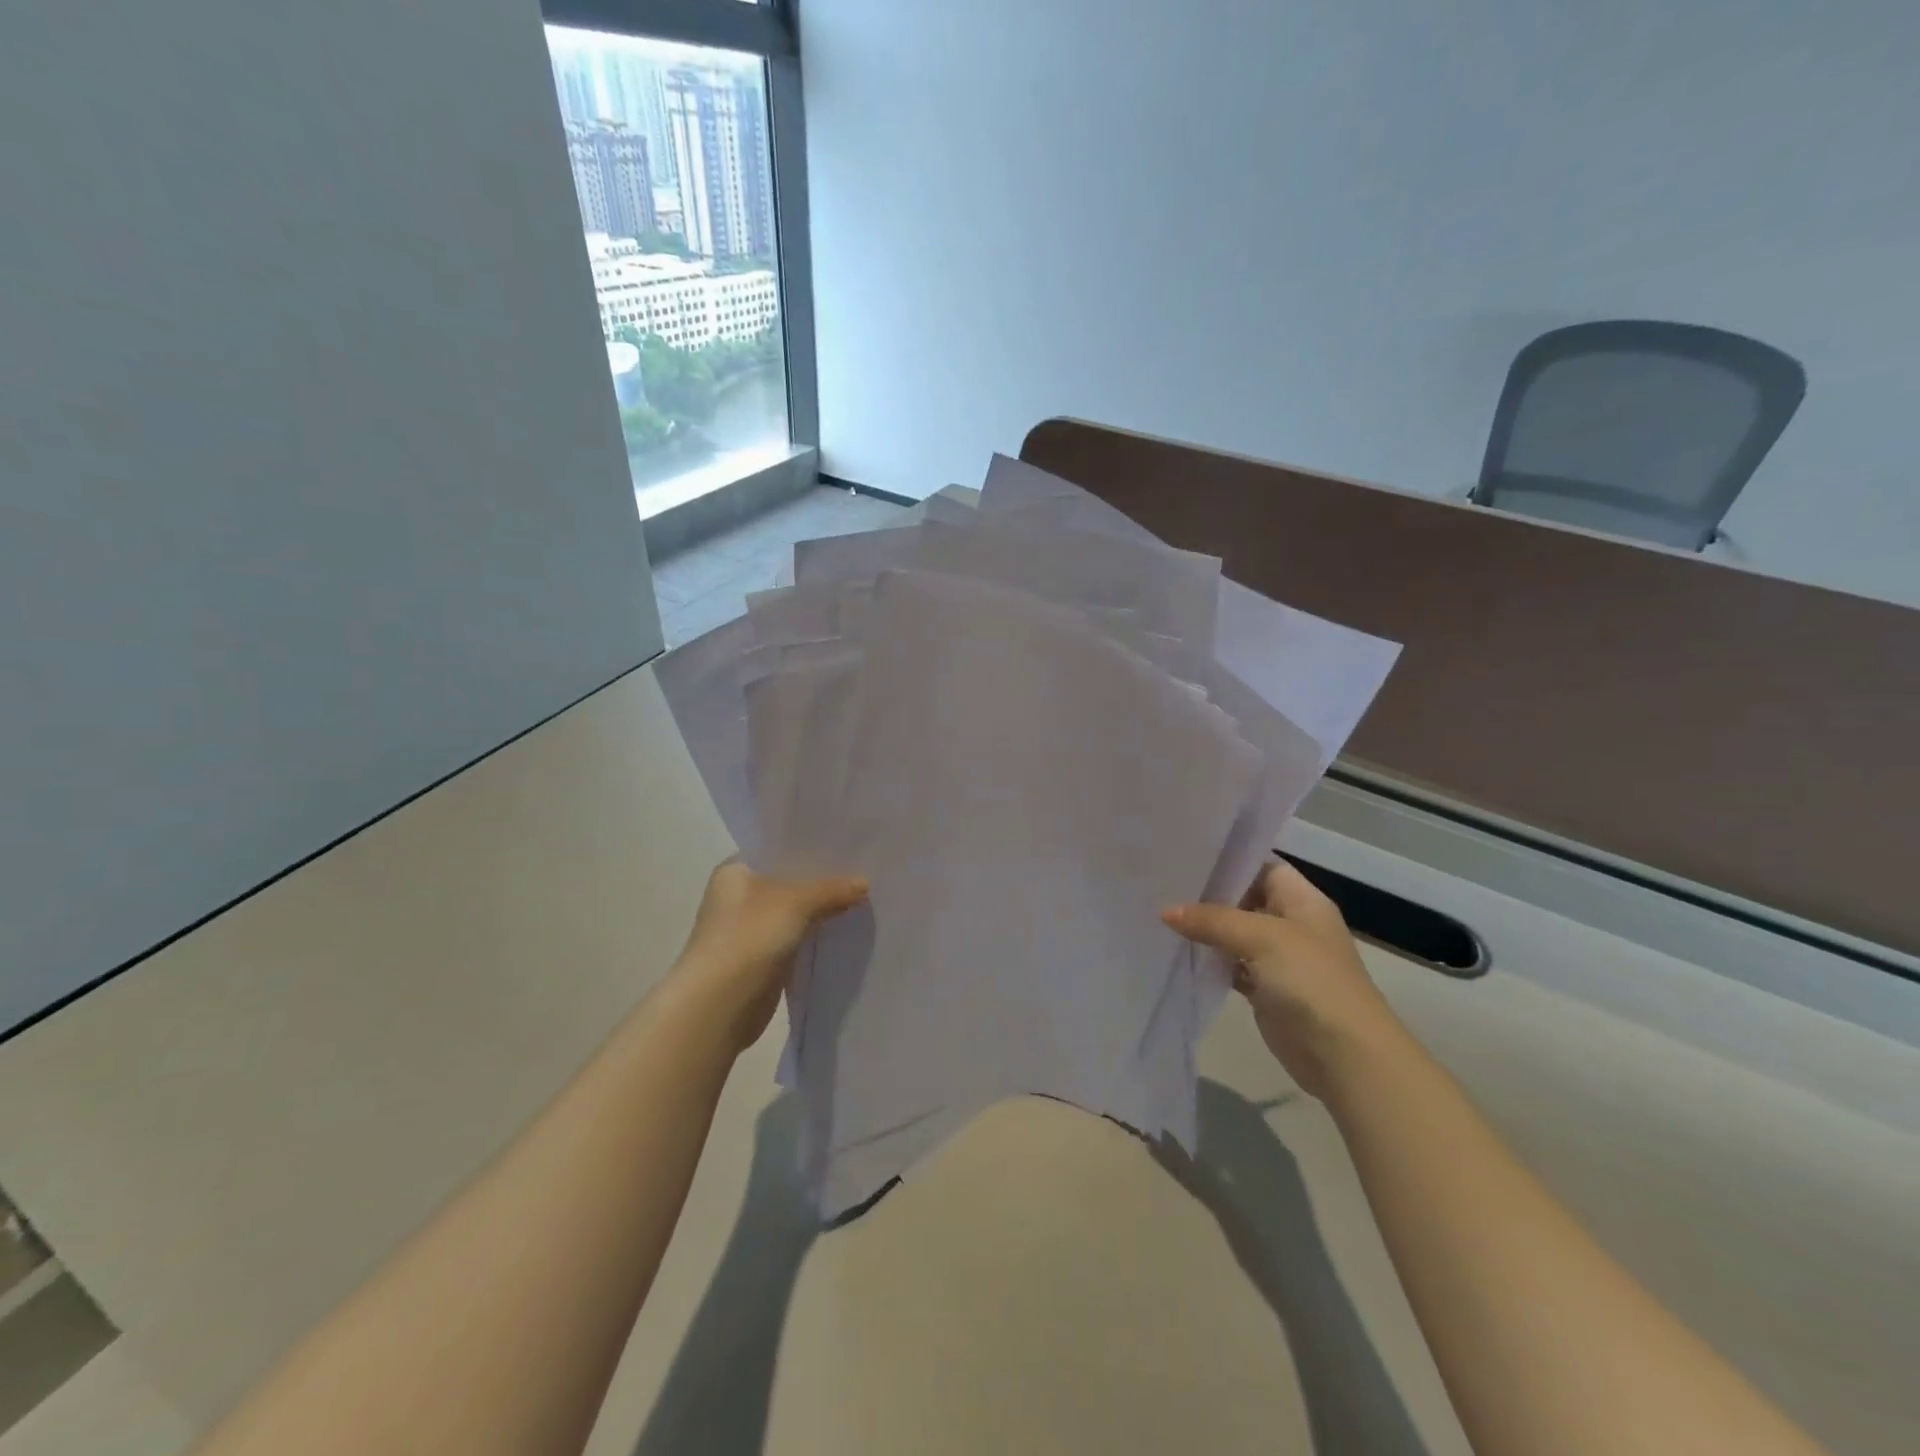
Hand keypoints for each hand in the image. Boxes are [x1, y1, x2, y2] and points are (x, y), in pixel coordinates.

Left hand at [670, 860, 868, 1053]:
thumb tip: (865, 883)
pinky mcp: (761, 956)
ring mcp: (749, 928)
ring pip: (794, 910)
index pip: (778, 848)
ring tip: (862, 895)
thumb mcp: (796, 903)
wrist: (719, 1006)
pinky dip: (816, 933)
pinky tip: (845, 927)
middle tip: (863, 869)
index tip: (847, 843)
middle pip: (788, 879)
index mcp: (735, 870)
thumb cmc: (748, 938)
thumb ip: (831, 890)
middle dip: (822, 879)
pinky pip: (796, 936)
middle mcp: (739, 894)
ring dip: (821, 908)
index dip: (811, 846)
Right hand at [1163, 859, 1404, 1098]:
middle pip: (1244, 899)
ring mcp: (1279, 958)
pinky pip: (1232, 965)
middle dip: (1208, 894)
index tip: (1185, 855)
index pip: (1261, 866)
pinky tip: (1178, 953)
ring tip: (1160, 913)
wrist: (1344, 1055)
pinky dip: (1210, 961)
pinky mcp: (1266, 989)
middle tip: (1162, 883)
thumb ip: (1212, 920)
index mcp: (1302, 900)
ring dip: (1205, 929)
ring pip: (1235, 934)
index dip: (1228, 861)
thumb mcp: (1261, 938)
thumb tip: (1166, 911)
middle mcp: (1292, 924)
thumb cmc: (1310, 981)